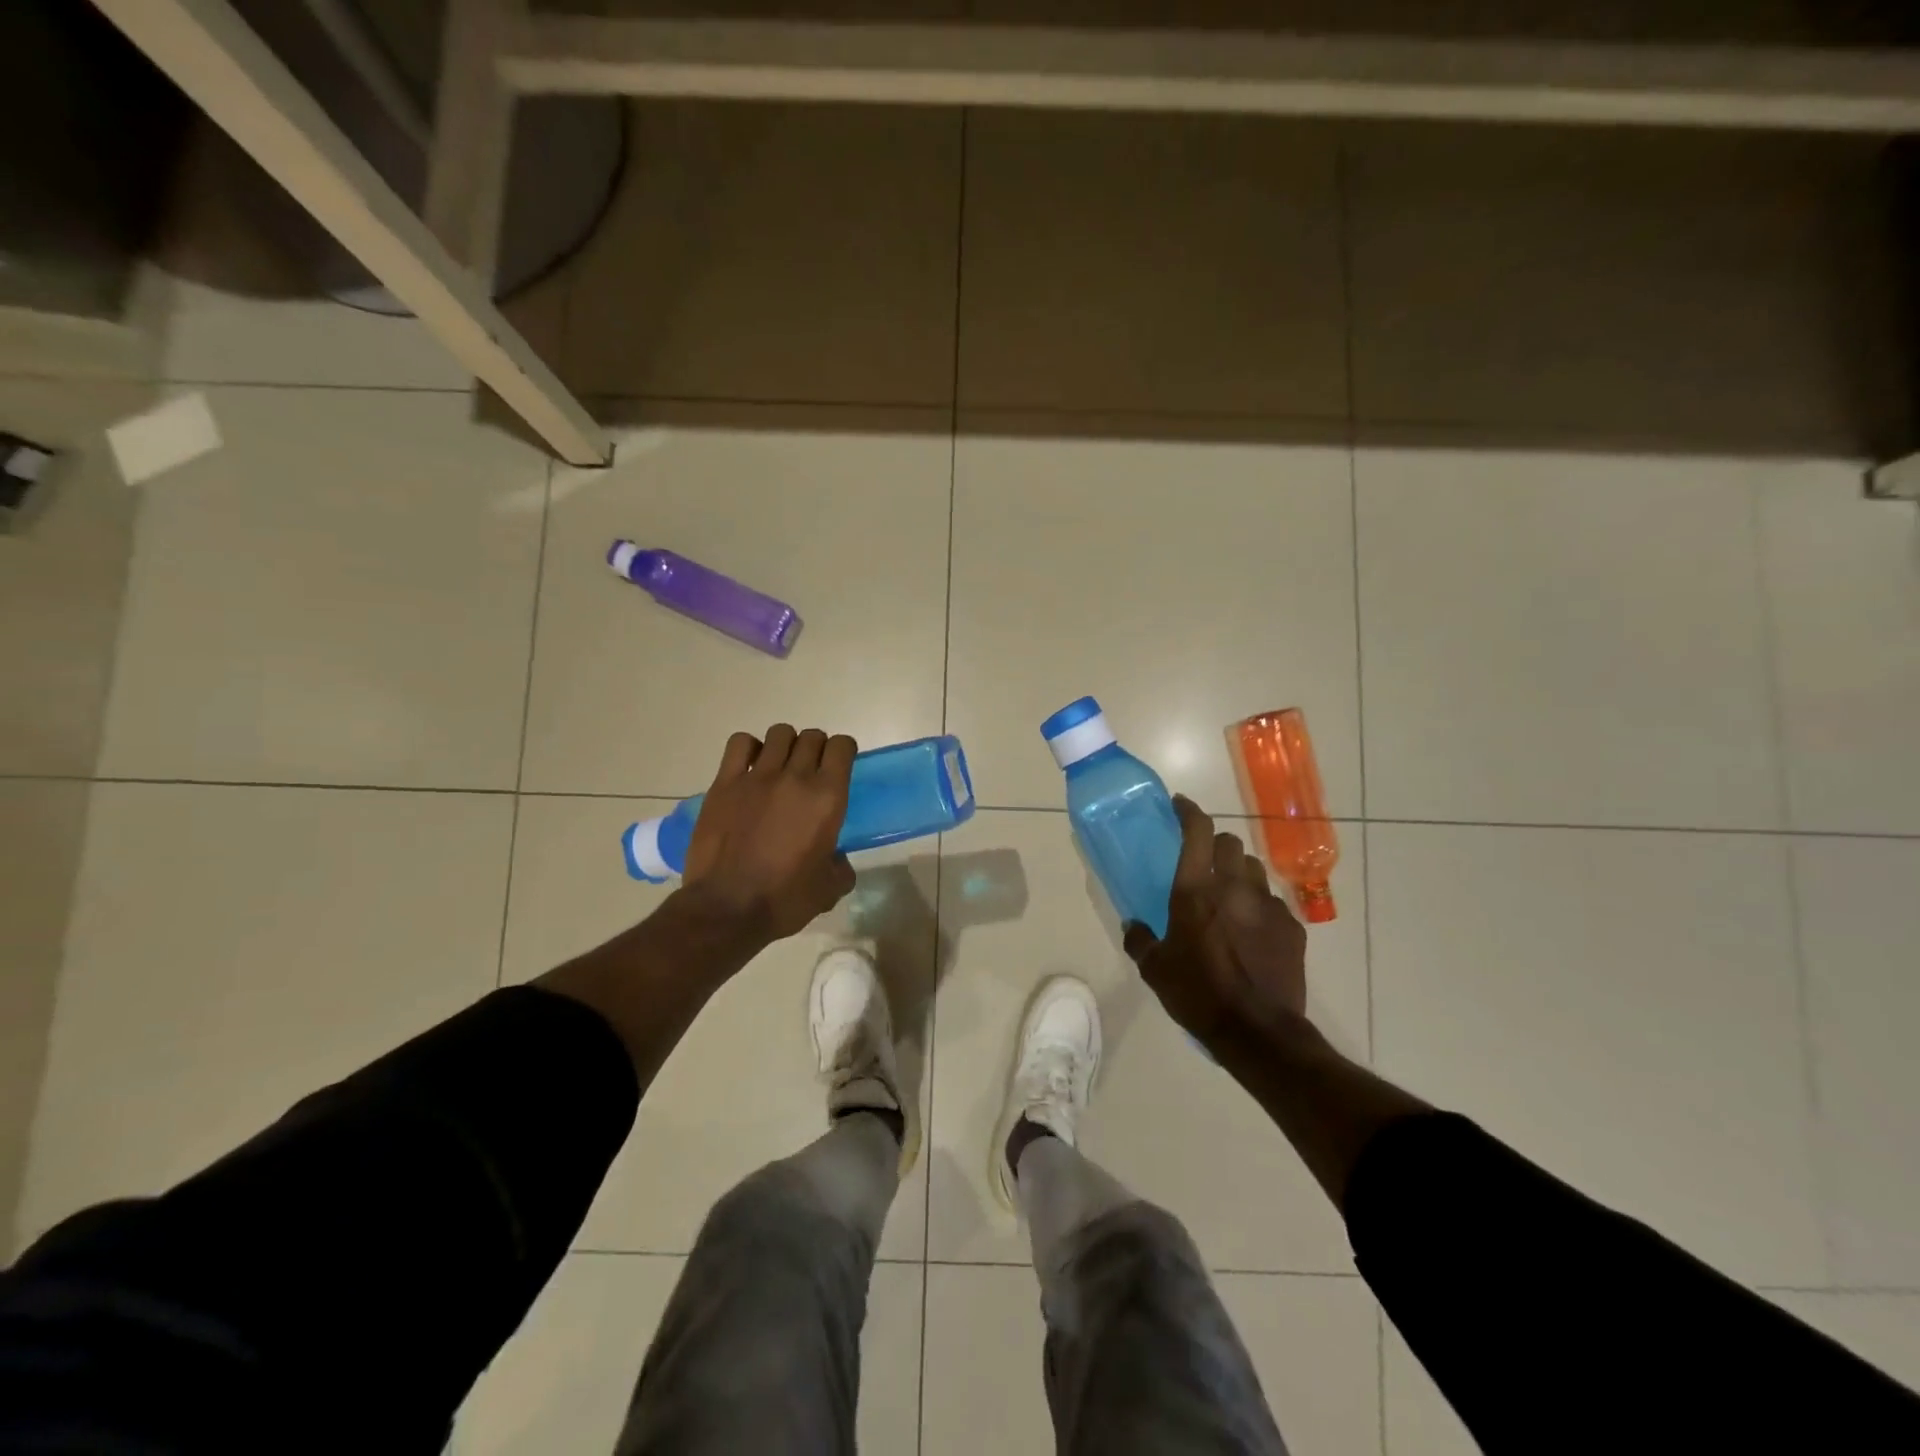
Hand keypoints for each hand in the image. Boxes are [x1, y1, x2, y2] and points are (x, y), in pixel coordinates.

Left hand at [681, 725, 857, 941]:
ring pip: (780, 734)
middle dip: (816, 749)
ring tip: (780, 767)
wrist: (727, 909)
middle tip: (810, 771)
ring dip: (786, 745)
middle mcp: (796, 777)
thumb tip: (835, 857)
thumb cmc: (784, 900)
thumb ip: (840, 865)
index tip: (839, 765)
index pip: (842, 746)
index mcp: (827, 798)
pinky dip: (749, 748)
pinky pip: (740, 744)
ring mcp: (757, 777)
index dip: (843, 751)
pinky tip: (749, 767)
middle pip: (812, 737)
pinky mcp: (725, 783)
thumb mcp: (829, 888)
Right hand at [1124, 796, 1307, 1051]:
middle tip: (1205, 864)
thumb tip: (1133, 926)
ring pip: (1255, 869)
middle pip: (1230, 843)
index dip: (1189, 811)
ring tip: (1230, 897)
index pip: (1198, 831)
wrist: (1257, 1032)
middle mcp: (1234, 887)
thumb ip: (1140, 940)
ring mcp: (1268, 905)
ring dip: (1240, 874)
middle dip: (1216, 846)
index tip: (1180, 805)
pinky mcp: (1292, 928)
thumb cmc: (1197, 994)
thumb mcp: (1155, 970)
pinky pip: (1273, 902)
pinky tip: (1252, 932)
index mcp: (1196, 890)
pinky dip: (1259, 907)